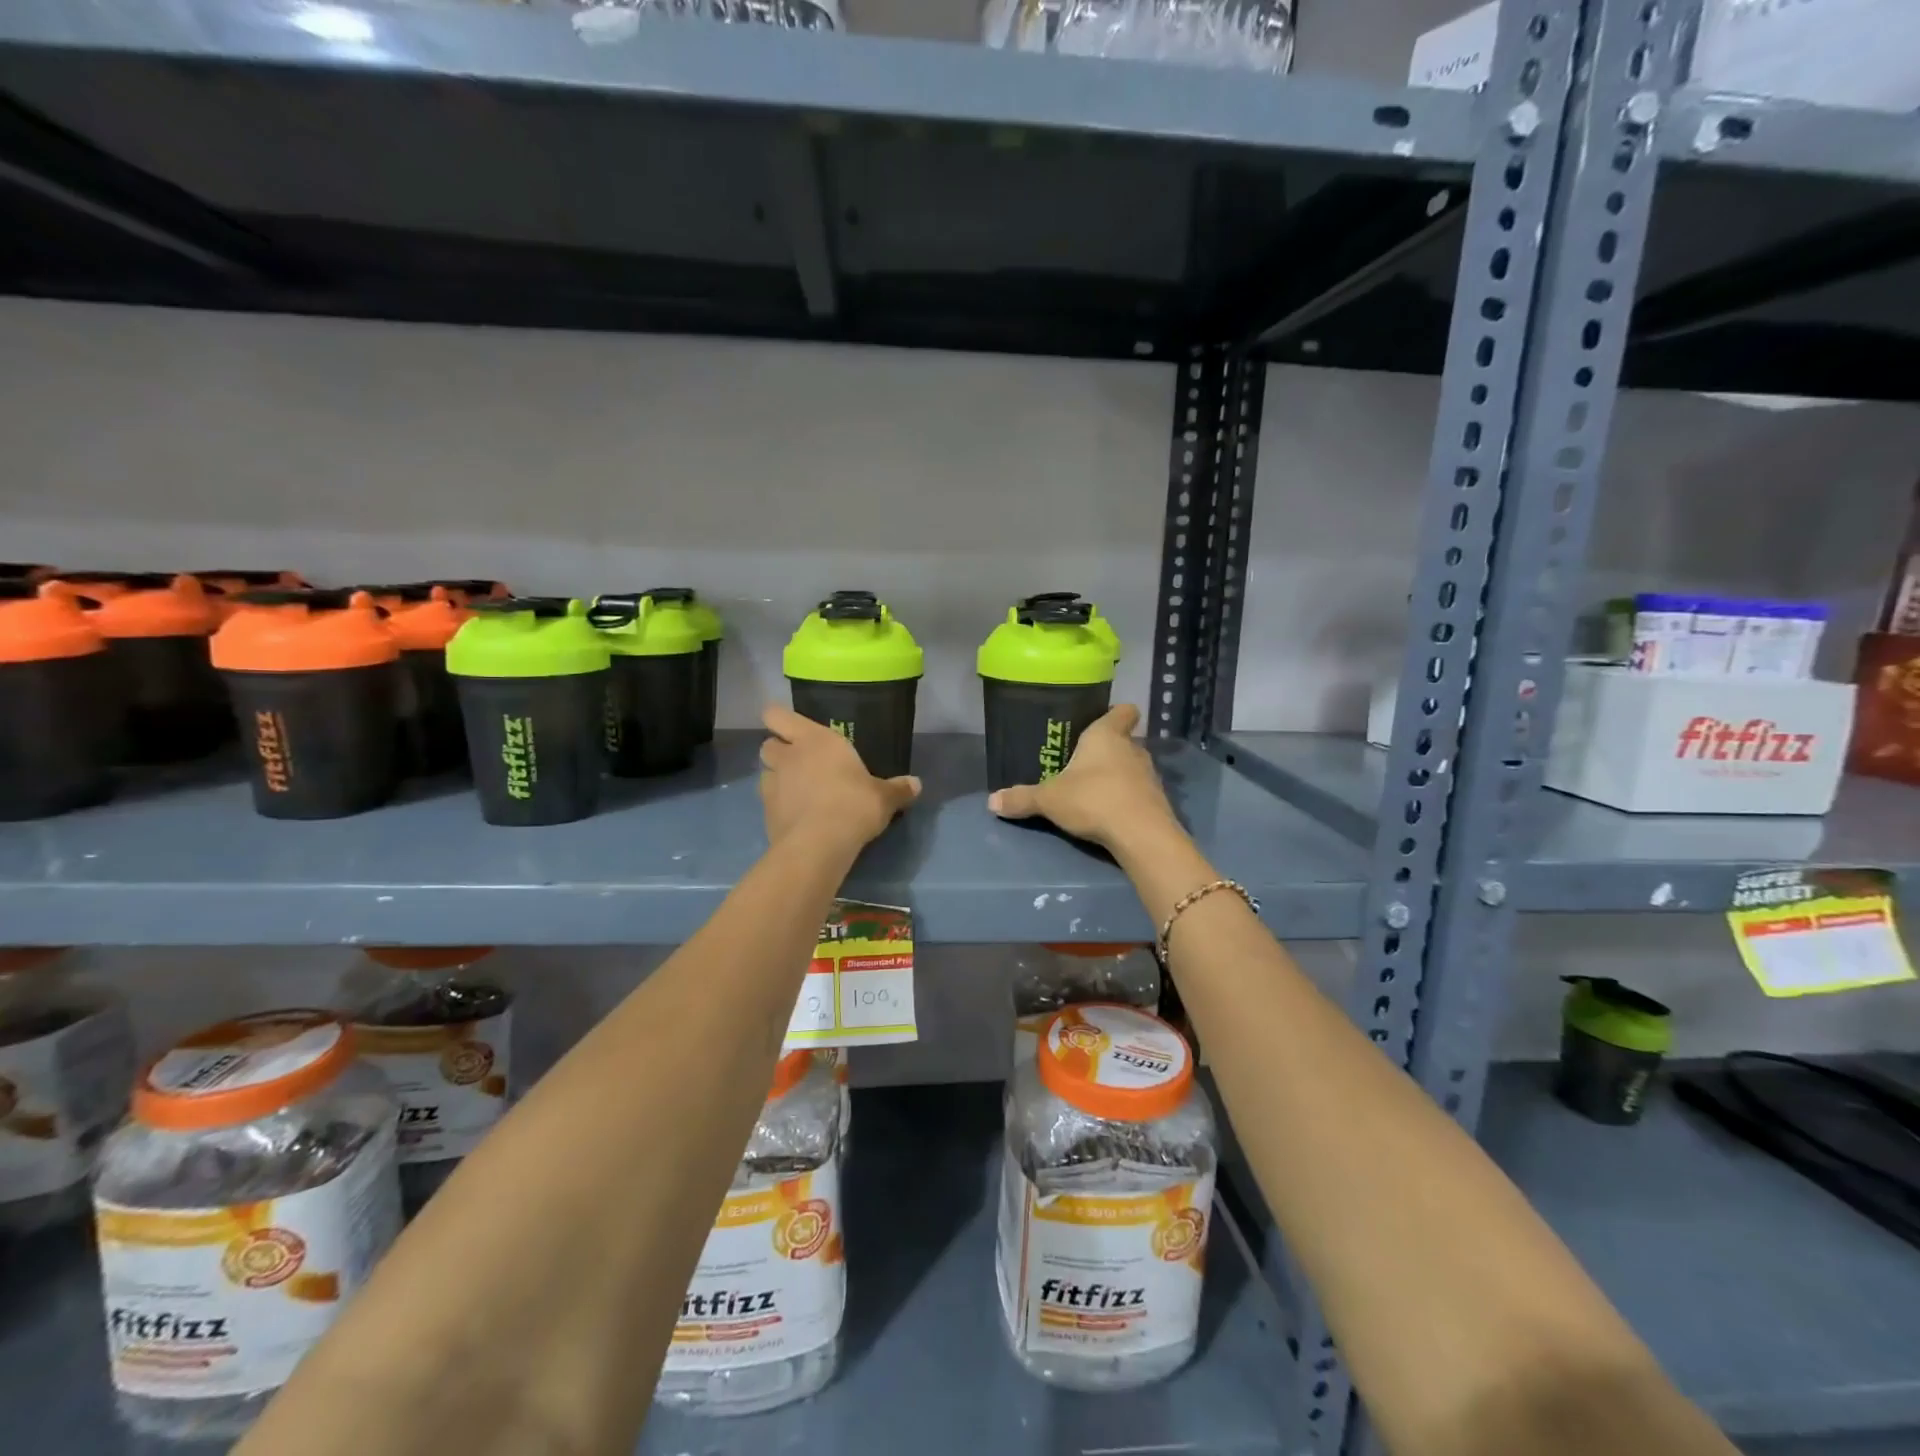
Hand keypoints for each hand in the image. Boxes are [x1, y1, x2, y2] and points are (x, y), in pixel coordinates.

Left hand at [759, 705, 919, 852]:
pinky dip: (778, 805)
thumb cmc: (853, 805)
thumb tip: (916, 784)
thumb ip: (898, 789)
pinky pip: (768, 802)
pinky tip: (797, 817)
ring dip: (777, 778)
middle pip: (767, 743)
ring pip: (764, 772)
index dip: (780, 720)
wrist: (819, 845)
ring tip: (798, 791)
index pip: (777, 715)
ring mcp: (772, 785)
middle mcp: (788, 756)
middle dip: (779, 750)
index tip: (793, 729)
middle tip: (800, 762)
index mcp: (815, 740)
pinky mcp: (765, 813)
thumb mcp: (884, 797)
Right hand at [987, 704, 1180, 851]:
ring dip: (1118, 775)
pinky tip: (1110, 812)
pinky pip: (1139, 792)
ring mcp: (1149, 775)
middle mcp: (1133, 748)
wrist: (1140, 834)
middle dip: (1108, 750)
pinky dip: (1127, 798)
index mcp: (1106, 735)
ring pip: (1132, 766)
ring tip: (1094, 790)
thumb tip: (991, 801)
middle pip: (1124, 740)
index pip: (1122, 711)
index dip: (1114, 713)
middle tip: (1083, 763)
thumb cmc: (1093, 799)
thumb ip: (1022, 798)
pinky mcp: (1158, 801)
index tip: (1101, 720)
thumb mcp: (1049, 800)